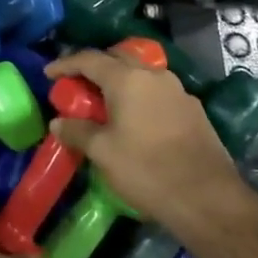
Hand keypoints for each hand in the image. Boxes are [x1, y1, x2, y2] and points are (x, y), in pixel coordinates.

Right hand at [45, 47, 257, 250]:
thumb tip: (59, 122)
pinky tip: (135, 119)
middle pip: (117, 58)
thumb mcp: (103, 152)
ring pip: (141, 74)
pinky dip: (139, 96)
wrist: (208, 198)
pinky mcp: (193, 109)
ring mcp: (178, 91)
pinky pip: (158, 92)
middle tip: (77, 84)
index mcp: (127, 79)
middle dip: (95, 67)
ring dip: (120, 81)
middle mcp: (154, 75)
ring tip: (105, 102)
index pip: (89, 59)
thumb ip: (77, 131)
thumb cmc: (147, 170)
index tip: (49, 74)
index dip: (65, 64)